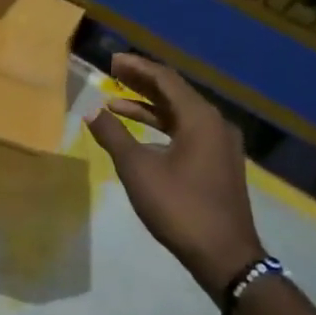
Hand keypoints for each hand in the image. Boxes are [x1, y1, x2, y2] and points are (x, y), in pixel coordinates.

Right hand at [85, 54, 263, 300]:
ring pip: (180, 114)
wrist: (224, 254)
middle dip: (142, 83)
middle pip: (175, 93)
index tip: (111, 61)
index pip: (165, 80)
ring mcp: (220, 144)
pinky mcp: (218, 163)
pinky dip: (161, 127)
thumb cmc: (179, 206)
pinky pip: (186, 131)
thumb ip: (113, 135)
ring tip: (116, 102)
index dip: (137, 68)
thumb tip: (91, 111)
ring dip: (149, 106)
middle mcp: (214, 124)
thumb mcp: (138, 169)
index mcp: (199, 118)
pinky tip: (140, 134)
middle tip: (113, 73)